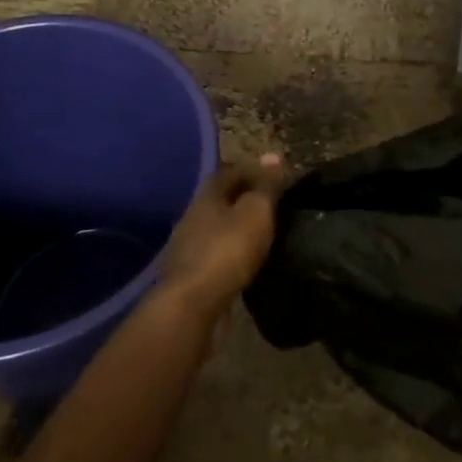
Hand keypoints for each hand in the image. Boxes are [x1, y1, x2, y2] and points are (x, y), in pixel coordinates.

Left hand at [156, 154, 284, 321]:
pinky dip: (230, 254)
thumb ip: (265, 187)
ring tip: (260, 235)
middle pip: (220, 200)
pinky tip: (245, 263)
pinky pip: (214, 256)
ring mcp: (187, 248)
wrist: (192, 305)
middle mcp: (192, 216)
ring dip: (235, 229)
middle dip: (243, 200)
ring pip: (216, 229)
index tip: (274, 177)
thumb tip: (273, 155)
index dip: (252, 171)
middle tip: (270, 206)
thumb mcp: (256, 212)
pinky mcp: (189, 276)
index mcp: (207, 196)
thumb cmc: (227, 250)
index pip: (229, 172)